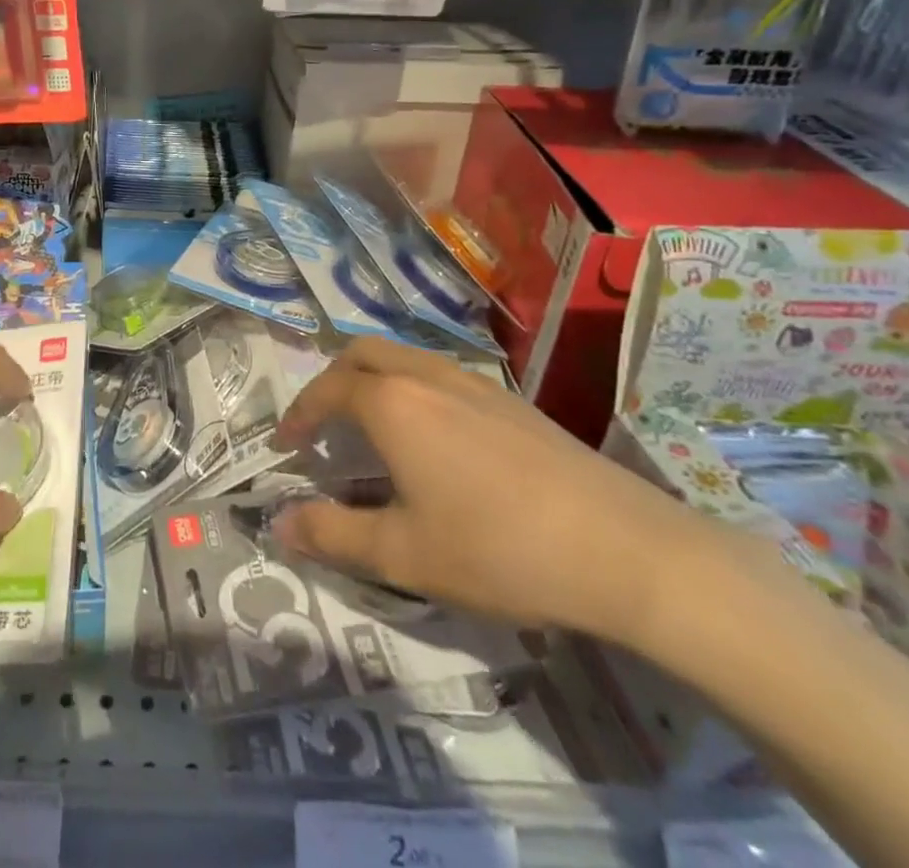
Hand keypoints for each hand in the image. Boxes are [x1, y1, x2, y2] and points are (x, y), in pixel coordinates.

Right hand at [271, 337, 710, 641]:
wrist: (630, 552)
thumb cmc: (500, 551)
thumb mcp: (404, 555)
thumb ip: (333, 534)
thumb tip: (278, 525)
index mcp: (392, 404)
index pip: (328, 390)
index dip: (300, 413)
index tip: (286, 443)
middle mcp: (427, 377)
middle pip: (363, 354)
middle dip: (332, 380)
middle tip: (323, 422)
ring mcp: (475, 383)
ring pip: (405, 359)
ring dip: (374, 381)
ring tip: (372, 429)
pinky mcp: (513, 401)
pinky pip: (441, 375)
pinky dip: (413, 390)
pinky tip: (435, 440)